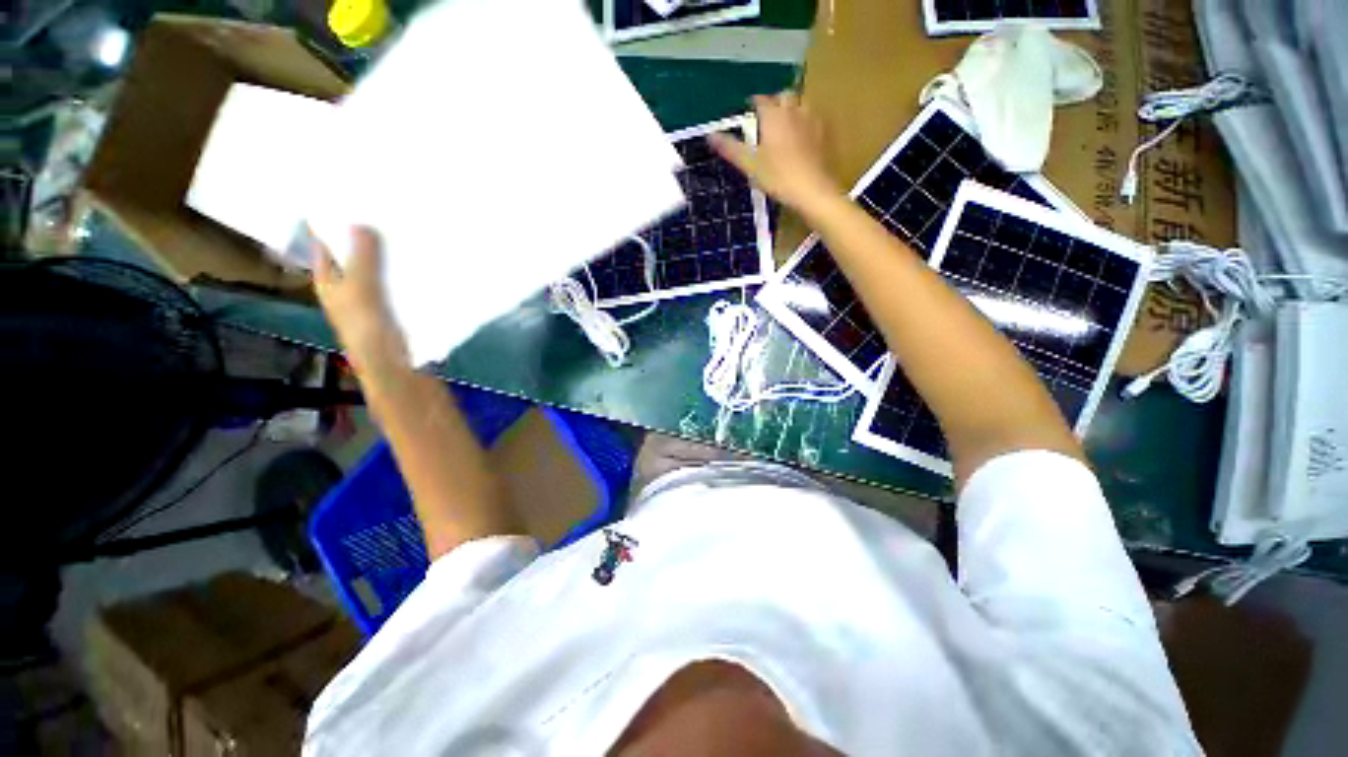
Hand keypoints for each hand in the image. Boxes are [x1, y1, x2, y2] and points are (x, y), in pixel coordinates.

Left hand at [312, 226, 409, 371]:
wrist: (393, 363)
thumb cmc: (367, 327)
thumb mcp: (360, 289)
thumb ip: (362, 259)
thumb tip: (361, 223)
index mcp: (329, 281)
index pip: (325, 246)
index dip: (333, 225)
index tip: (351, 203)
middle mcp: (348, 286)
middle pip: (354, 256)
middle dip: (367, 238)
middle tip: (385, 213)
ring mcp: (373, 296)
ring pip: (379, 269)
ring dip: (390, 256)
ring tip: (405, 231)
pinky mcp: (395, 305)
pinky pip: (398, 282)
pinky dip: (405, 272)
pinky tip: (420, 260)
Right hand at [710, 92, 840, 212]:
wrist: (813, 190)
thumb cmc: (778, 177)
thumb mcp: (750, 165)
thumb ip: (731, 148)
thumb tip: (710, 135)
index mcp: (773, 114)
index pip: (760, 100)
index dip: (752, 106)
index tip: (747, 117)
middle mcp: (794, 109)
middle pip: (783, 96)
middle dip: (774, 104)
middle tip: (766, 123)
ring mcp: (812, 120)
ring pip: (800, 105)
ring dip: (791, 111)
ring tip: (784, 130)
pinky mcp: (825, 133)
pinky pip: (813, 120)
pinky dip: (805, 124)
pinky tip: (802, 141)